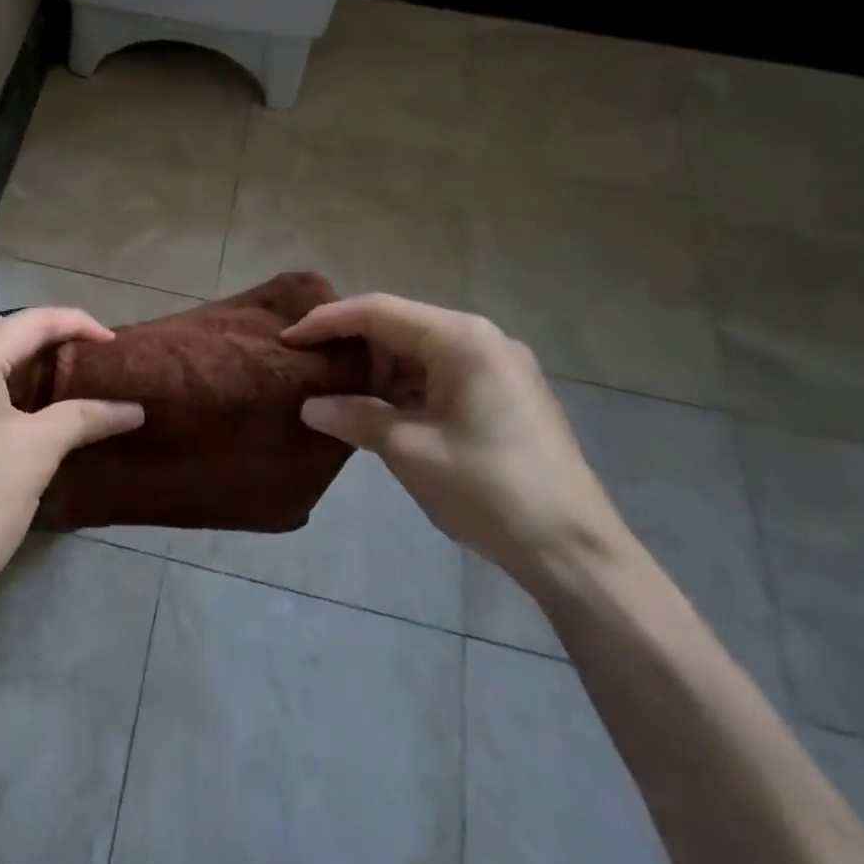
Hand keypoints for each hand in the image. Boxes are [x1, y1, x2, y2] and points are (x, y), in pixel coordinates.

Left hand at [0, 309, 144, 607]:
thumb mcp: (37, 452)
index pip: (29, 322)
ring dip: (16, 354)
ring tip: (60, 372)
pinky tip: (18, 394)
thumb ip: (86, 416)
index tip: (113, 342)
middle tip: (86, 357)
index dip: (75, 324)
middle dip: (44, 336)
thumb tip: (135, 408)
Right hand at [283, 294, 630, 592]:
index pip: (378, 311)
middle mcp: (481, 340)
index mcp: (462, 339)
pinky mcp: (503, 396)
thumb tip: (310, 406)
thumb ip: (355, 417)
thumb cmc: (488, 489)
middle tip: (306, 367)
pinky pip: (439, 376)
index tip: (287, 340)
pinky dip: (403, 389)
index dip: (327, 322)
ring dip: (376, 372)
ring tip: (332, 391)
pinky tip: (375, 411)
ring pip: (418, 353)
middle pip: (399, 327)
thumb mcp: (410, 450)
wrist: (575, 552)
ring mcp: (497, 368)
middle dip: (351, 347)